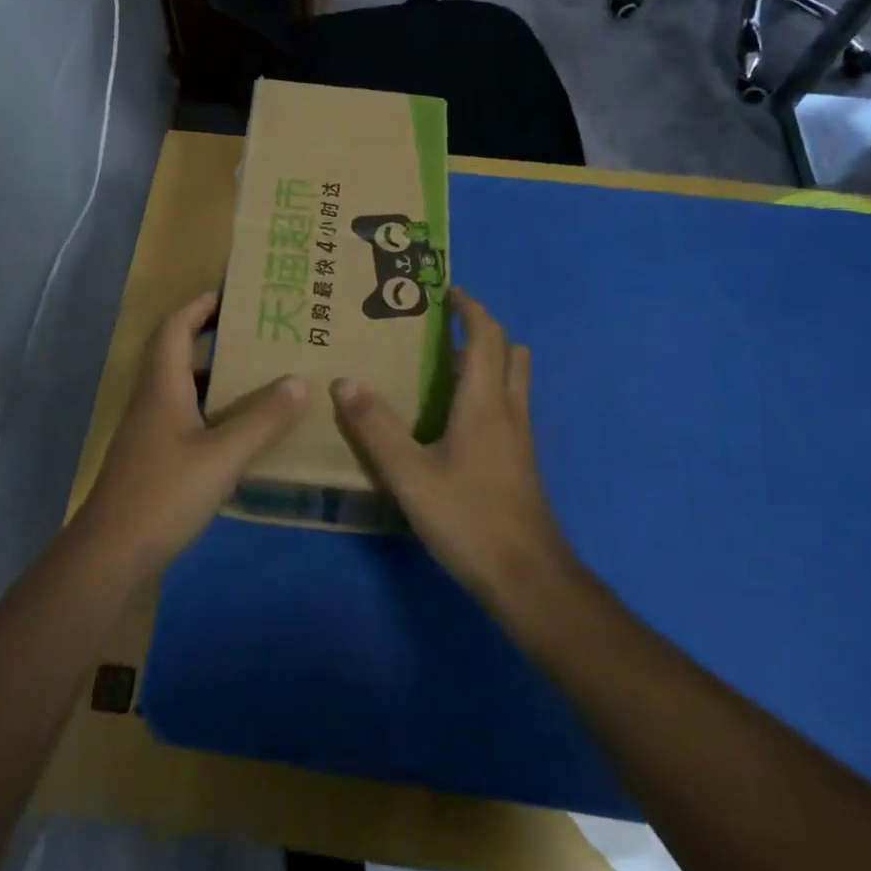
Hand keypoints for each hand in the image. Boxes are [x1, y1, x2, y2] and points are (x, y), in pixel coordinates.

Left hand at [77, 292, 309, 578]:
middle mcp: (153, 399)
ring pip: (184, 386)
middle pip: (178, 351)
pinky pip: (187, 416)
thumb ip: (262, 419)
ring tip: (260, 372)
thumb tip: (300, 381)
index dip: (200, 305)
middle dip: (214, 335)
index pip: (175, 326)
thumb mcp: (222, 456)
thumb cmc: (163, 494)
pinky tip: (243, 427)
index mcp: (163, 385)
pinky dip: (214, 409)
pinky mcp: (155, 457)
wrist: (110, 555)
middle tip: (258, 332)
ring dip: (217, 374)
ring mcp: (151, 430)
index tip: (235, 294)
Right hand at [330, 289, 571, 608]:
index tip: (444, 290)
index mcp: (485, 401)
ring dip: (484, 362)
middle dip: (479, 331)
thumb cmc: (470, 519)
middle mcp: (508, 410)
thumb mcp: (410, 475)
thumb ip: (375, 428)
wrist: (528, 580)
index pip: (486, 335)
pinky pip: (505, 408)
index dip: (469, 307)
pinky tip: (451, 418)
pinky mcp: (519, 462)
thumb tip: (343, 381)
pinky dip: (484, 393)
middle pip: (508, 352)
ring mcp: (519, 438)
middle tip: (439, 328)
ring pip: (511, 381)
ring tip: (440, 366)